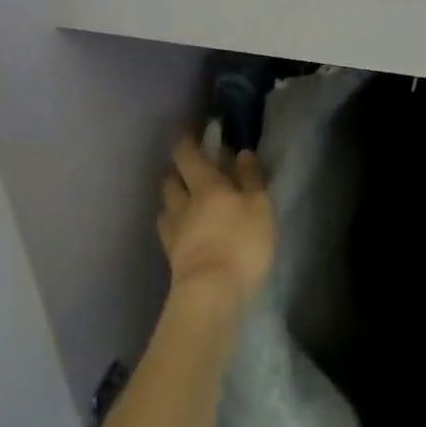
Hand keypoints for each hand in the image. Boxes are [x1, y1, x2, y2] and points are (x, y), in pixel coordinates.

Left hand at [158, 137, 274, 317]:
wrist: (211, 295)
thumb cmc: (241, 243)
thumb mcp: (259, 206)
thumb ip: (250, 178)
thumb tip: (241, 153)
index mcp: (206, 184)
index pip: (187, 155)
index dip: (185, 141)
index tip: (187, 131)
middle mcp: (184, 203)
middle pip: (171, 179)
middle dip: (176, 169)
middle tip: (186, 166)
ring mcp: (174, 232)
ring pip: (166, 205)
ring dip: (172, 197)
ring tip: (181, 198)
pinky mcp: (171, 259)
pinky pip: (167, 232)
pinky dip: (171, 224)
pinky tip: (180, 229)